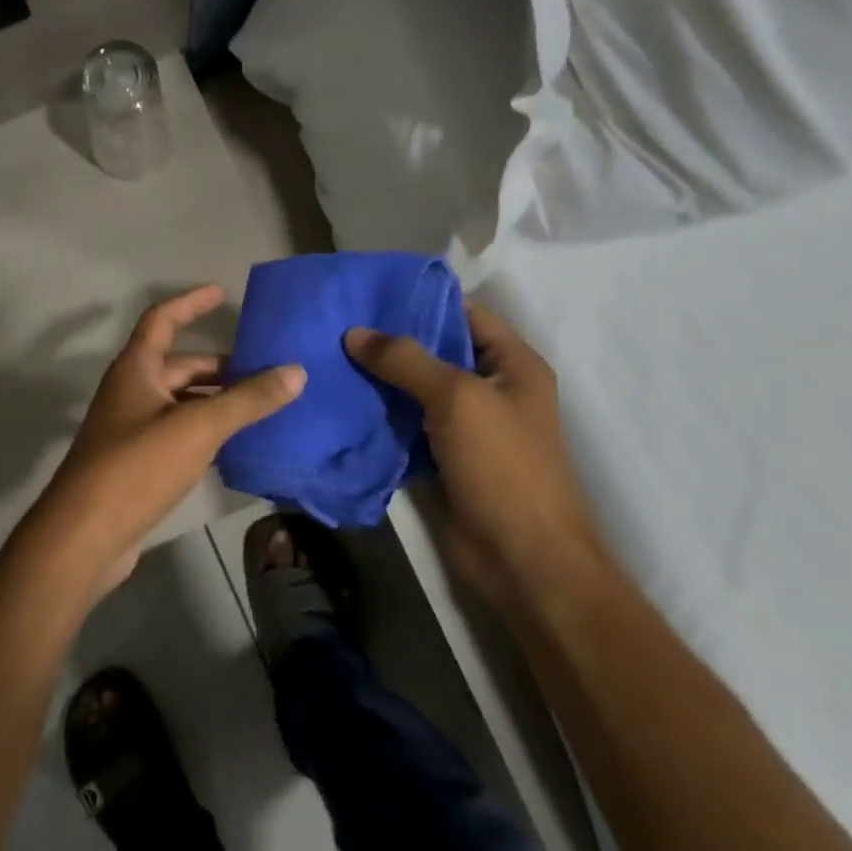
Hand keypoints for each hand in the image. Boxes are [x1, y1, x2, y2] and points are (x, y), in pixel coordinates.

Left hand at [19, 285, 305, 595]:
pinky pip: (179, 434)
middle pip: (180, 366)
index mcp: (136, 369)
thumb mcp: (198, 427)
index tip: (222, 292)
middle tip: (267, 372)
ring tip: (264, 407)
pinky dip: (207, 433)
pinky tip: (238, 445)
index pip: (162, 319)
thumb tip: (296, 371)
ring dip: (218, 402)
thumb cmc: (137, 466)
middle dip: (222, 368)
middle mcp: (132, 392)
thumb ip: (248, 400)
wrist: (86, 535)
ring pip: (182, 403)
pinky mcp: (138, 464)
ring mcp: (132, 429)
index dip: (191, 303)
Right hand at [346, 303, 603, 604]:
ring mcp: (467, 425)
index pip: (464, 312)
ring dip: (379, 378)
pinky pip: (407, 424)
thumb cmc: (503, 465)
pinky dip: (379, 414)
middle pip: (436, 350)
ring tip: (329, 357)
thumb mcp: (457, 398)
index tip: (366, 293)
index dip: (419, 299)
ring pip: (416, 389)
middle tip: (336, 324)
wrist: (522, 557)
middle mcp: (492, 388)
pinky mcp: (444, 457)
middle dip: (390, 340)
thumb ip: (406, 360)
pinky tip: (342, 401)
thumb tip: (354, 332)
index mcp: (512, 363)